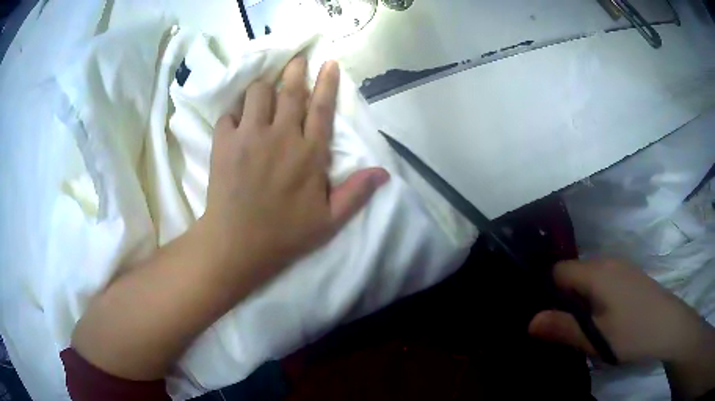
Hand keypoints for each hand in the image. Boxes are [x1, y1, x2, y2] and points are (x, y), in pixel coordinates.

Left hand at [71, 58, 389, 381]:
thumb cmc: (285, 234)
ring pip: (257, 93)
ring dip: (263, 88)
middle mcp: (281, 136)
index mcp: (309, 153)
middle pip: (289, 90)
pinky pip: (229, 112)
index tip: (328, 63)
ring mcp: (249, 136)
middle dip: (295, 70)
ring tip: (265, 90)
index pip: (322, 107)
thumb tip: (384, 173)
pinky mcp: (224, 142)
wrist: (237, 244)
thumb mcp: (329, 221)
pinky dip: (235, 111)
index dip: (327, 83)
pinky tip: (239, 118)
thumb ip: (356, 193)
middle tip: (298, 59)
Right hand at [528, 260, 713, 363]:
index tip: (551, 317)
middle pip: (573, 274)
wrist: (670, 326)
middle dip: (565, 299)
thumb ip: (562, 329)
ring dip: (581, 301)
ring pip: (588, 278)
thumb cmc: (632, 332)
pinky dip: (596, 297)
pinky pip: (603, 280)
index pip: (558, 270)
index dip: (548, 292)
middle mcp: (607, 261)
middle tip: (569, 329)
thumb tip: (529, 322)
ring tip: (587, 328)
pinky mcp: (630, 276)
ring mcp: (621, 267)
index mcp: (596, 272)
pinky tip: (606, 319)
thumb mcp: (595, 339)